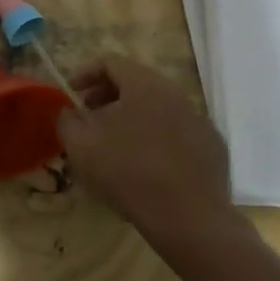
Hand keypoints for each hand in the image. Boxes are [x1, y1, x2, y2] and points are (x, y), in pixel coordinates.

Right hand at [57, 57, 237, 249]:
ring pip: (158, 106)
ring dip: (133, 115)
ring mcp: (197, 118)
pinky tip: (148, 163)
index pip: (111, 62)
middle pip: (136, 81)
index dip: (86, 72)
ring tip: (116, 141)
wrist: (189, 218)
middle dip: (108, 94)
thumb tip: (69, 112)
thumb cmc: (129, 173)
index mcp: (144, 84)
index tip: (71, 92)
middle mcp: (174, 93)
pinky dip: (157, 136)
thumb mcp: (82, 147)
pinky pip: (177, 130)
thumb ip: (68, 121)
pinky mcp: (211, 145)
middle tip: (90, 114)